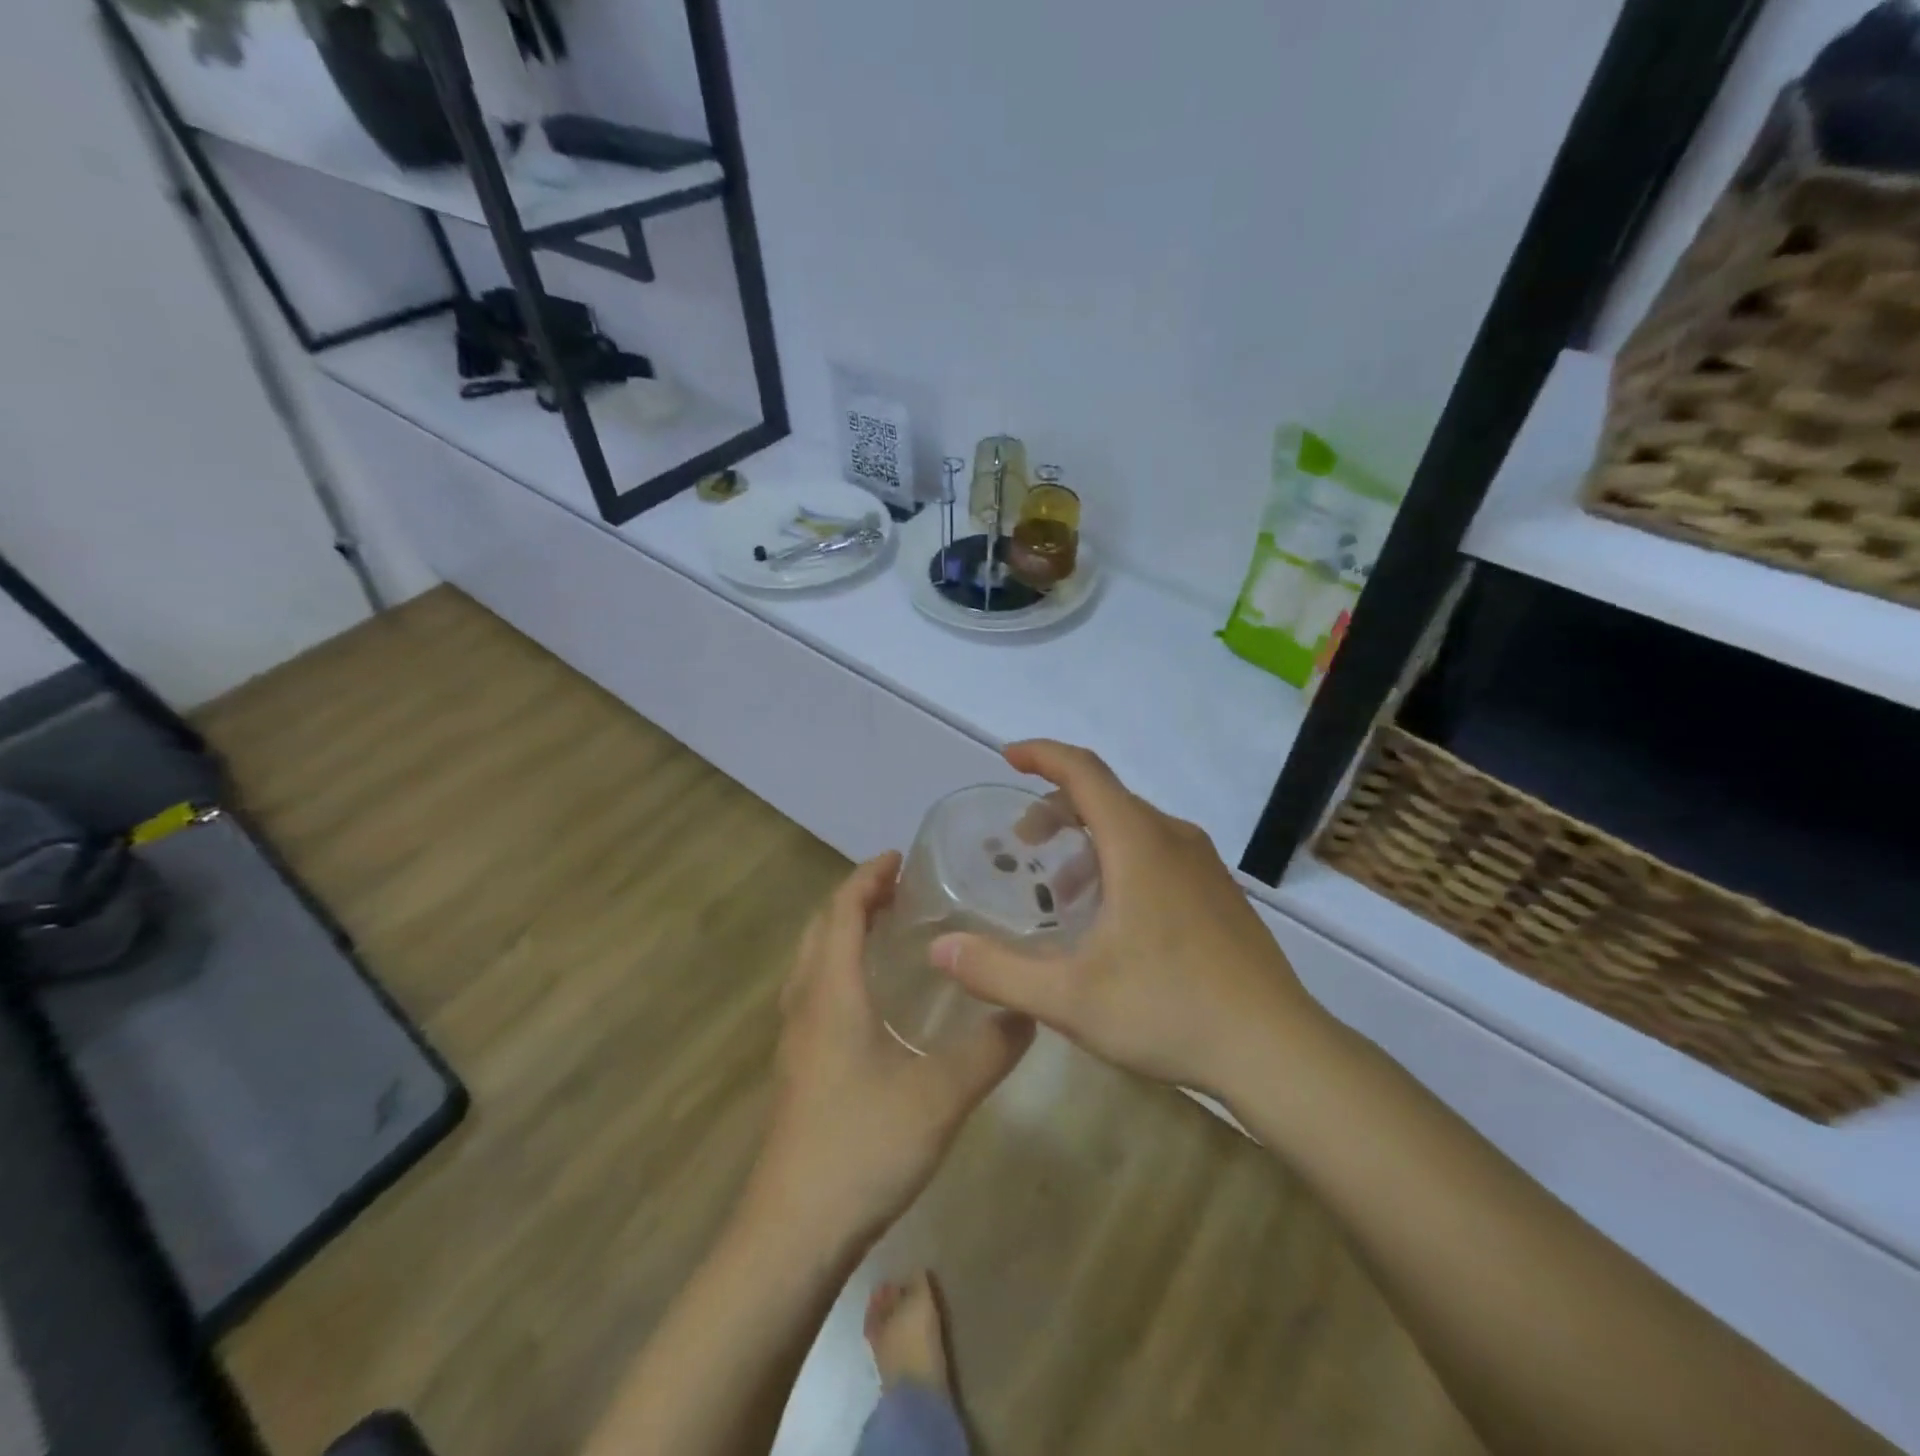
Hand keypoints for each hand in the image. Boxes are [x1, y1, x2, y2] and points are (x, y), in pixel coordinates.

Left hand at [748, 854, 1033, 1253]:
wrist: (793, 1232)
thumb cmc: (862, 1147)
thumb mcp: (941, 1095)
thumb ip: (989, 1049)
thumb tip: (1030, 1010)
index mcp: (832, 993)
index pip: (842, 912)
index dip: (867, 878)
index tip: (900, 857)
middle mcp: (806, 1004)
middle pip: (820, 928)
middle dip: (855, 898)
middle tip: (900, 888)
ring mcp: (795, 1039)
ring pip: (811, 961)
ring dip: (842, 931)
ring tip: (886, 929)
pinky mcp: (797, 1068)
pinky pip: (812, 992)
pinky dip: (837, 967)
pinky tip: (871, 998)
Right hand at [930, 741, 1322, 1095]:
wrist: (1277, 1050)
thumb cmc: (1169, 1011)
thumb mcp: (1069, 998)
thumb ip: (998, 971)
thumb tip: (939, 949)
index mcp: (1139, 844)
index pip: (1085, 771)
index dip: (1043, 755)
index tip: (1008, 757)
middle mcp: (1174, 839)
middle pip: (1106, 798)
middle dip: (1056, 810)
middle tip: (1022, 847)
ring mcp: (1204, 866)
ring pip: (1133, 828)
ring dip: (1087, 843)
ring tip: (1059, 894)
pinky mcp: (1219, 893)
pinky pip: (1158, 854)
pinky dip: (1119, 863)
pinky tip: (1109, 921)